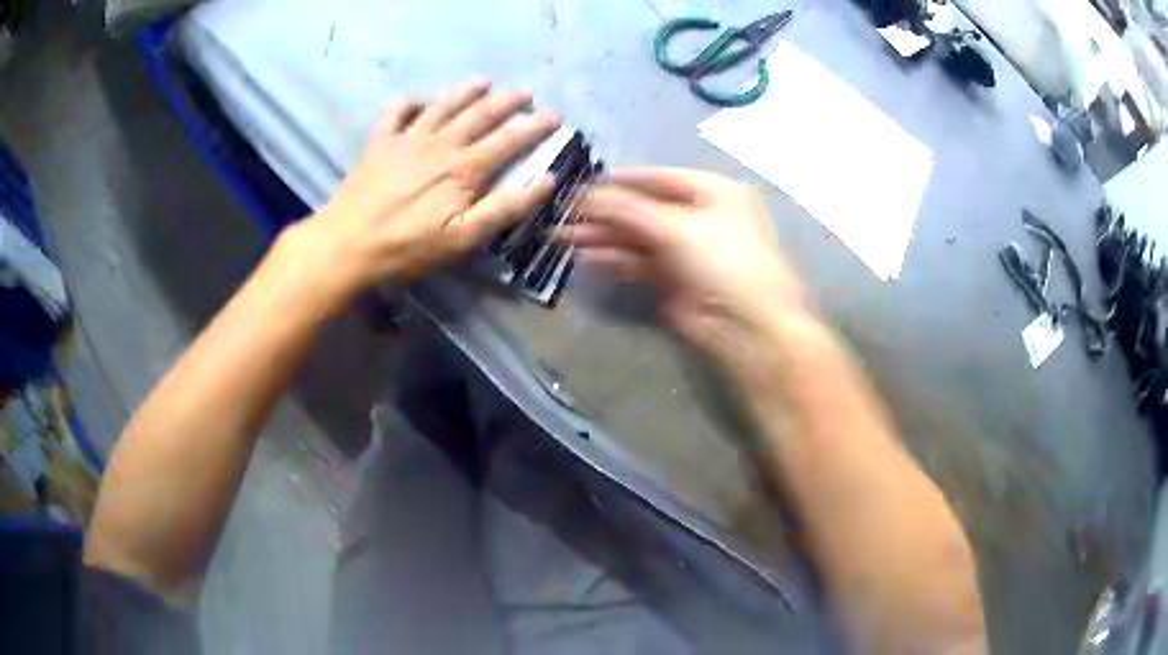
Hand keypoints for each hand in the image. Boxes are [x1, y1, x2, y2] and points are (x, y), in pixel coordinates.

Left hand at [290, 80, 560, 314]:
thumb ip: (506, 208)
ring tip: (483, 82)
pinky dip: (411, 102)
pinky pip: (397, 112)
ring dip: (466, 91)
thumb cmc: (408, 248)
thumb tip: (546, 180)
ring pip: (443, 105)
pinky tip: (420, 101)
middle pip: (480, 113)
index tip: (554, 116)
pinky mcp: (379, 142)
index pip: (509, 139)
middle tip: (525, 93)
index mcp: (464, 168)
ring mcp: (407, 138)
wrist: (348, 244)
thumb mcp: (464, 238)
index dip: (534, 126)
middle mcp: (440, 144)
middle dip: (507, 101)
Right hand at [564, 168, 812, 363]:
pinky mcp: (676, 280)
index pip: (659, 178)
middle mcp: (701, 216)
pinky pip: (640, 263)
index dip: (621, 181)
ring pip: (639, 237)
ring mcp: (688, 249)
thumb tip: (585, 195)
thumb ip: (627, 209)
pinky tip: (587, 257)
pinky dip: (615, 259)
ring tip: (565, 238)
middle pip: (644, 208)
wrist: (747, 327)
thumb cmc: (723, 261)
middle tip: (565, 216)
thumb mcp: (677, 226)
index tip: (582, 184)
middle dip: (605, 213)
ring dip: (604, 237)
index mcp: (713, 191)